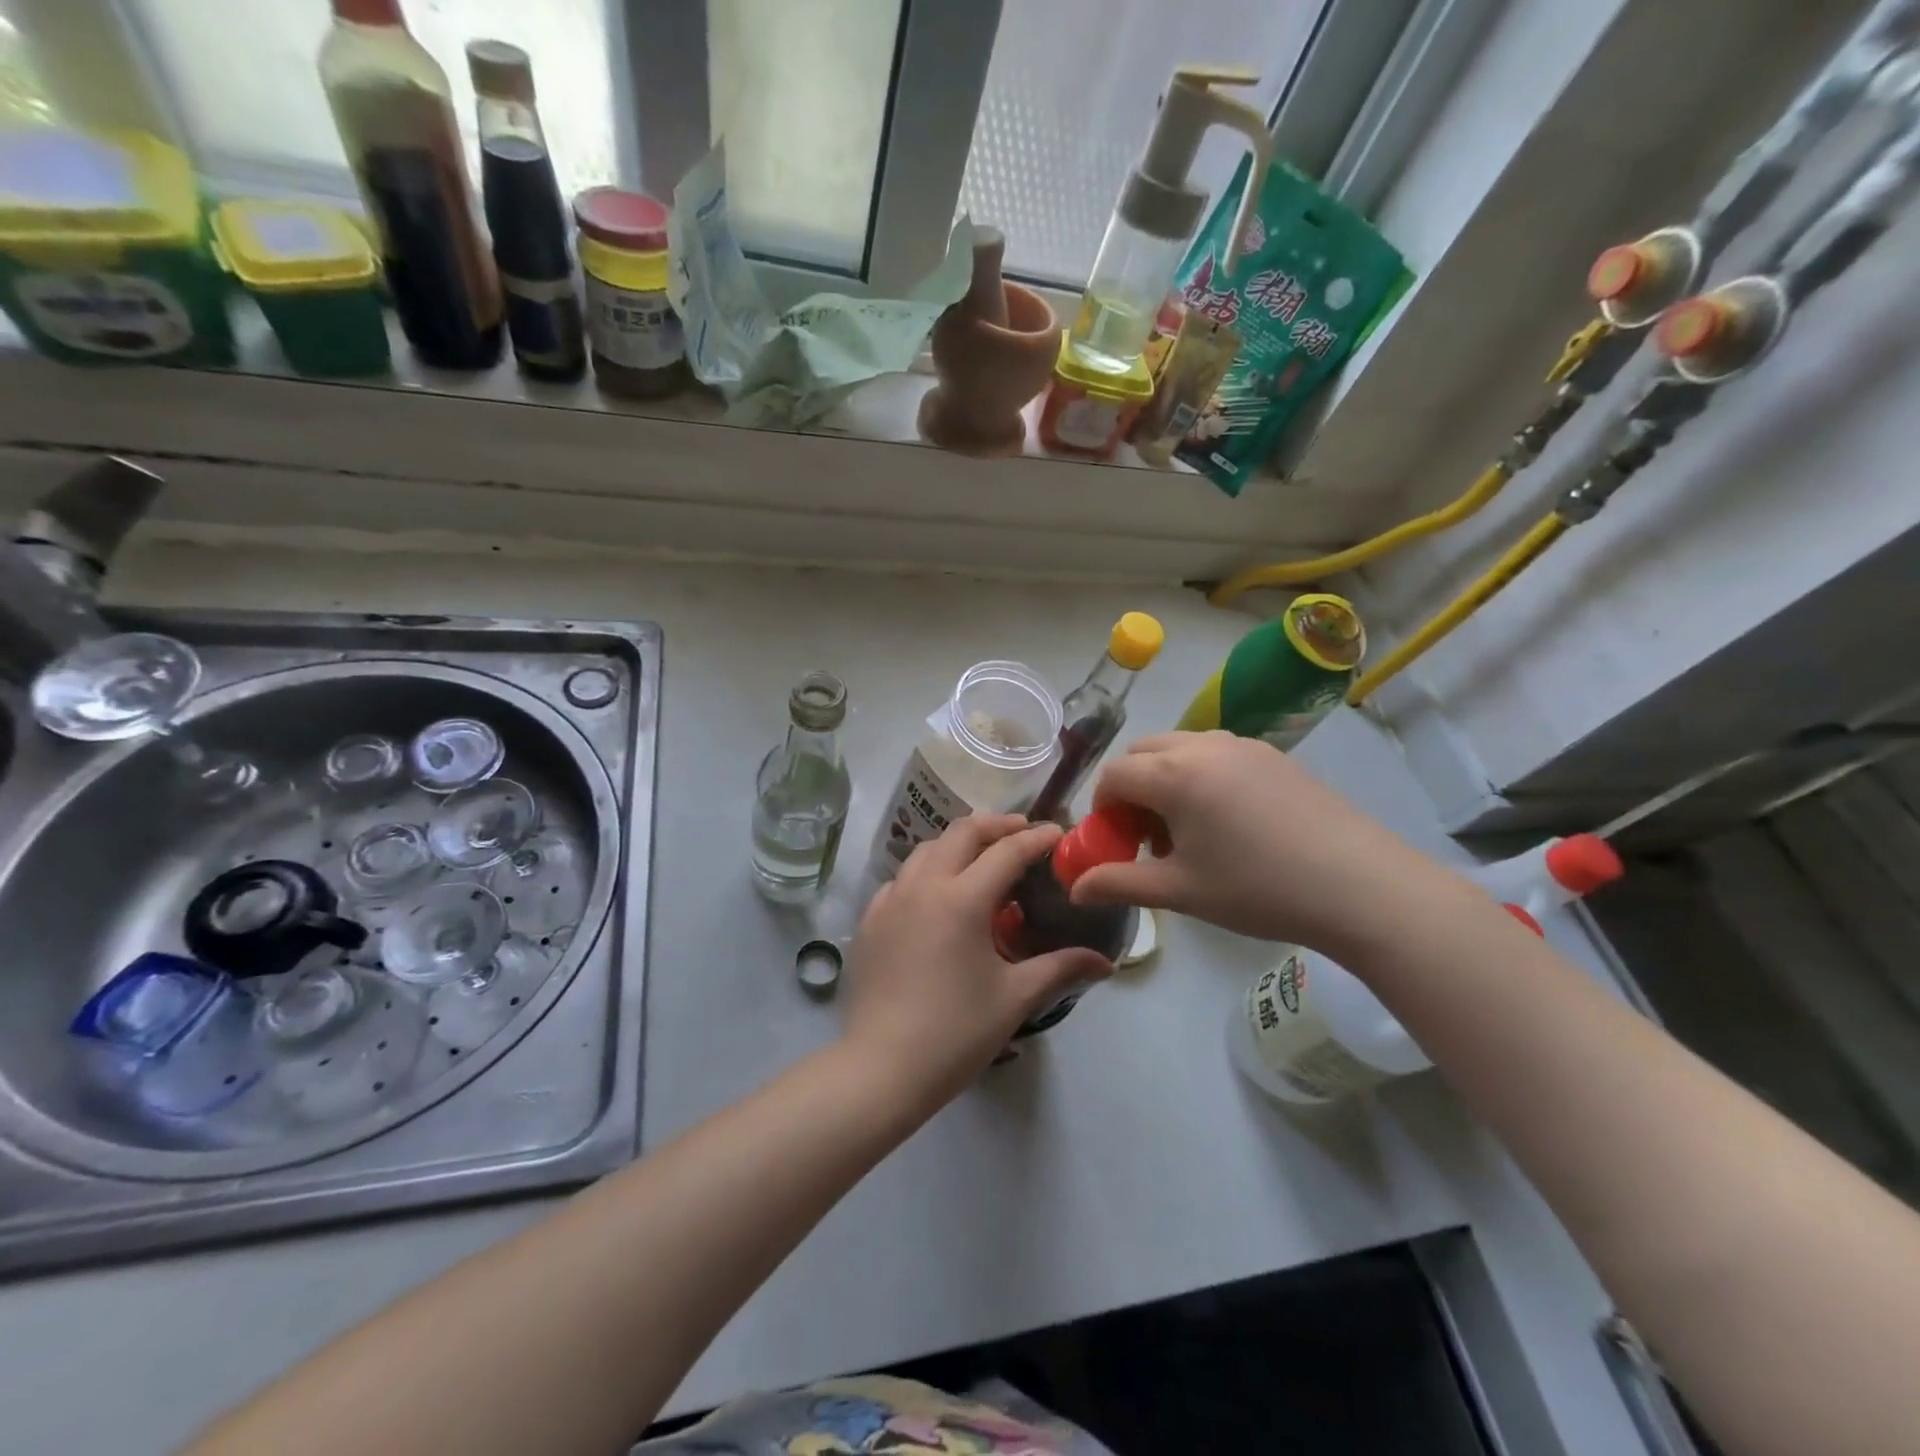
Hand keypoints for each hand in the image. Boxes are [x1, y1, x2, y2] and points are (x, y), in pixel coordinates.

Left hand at [844, 815, 1112, 1102]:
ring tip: (981, 859)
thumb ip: (1060, 968)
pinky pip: (902, 878)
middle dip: (995, 826)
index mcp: (962, 899)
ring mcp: (890, 900)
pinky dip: (927, 872)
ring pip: (927, 850)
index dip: (1035, 838)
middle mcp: (923, 886)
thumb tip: (1104, 962)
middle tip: (1021, 833)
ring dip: (958, 844)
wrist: (881, 1068)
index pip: (1006, 852)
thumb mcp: (1015, 997)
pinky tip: (938, 897)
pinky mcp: (869, 920)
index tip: (1057, 832)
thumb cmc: (956, 1032)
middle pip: (961, 833)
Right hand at [1070, 731, 1456, 954]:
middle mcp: (1203, 745)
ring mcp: (1243, 745)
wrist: (1358, 886)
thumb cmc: (1257, 889)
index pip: (1114, 775)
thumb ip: (1119, 884)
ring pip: (1180, 747)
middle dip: (1132, 788)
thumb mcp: (1180, 891)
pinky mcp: (1274, 755)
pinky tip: (1228, 821)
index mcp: (1174, 774)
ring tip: (1189, 830)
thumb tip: (1075, 889)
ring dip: (1166, 779)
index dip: (1104, 809)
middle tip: (1148, 836)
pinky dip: (1200, 775)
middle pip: (1143, 753)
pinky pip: (1216, 752)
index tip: (1118, 844)